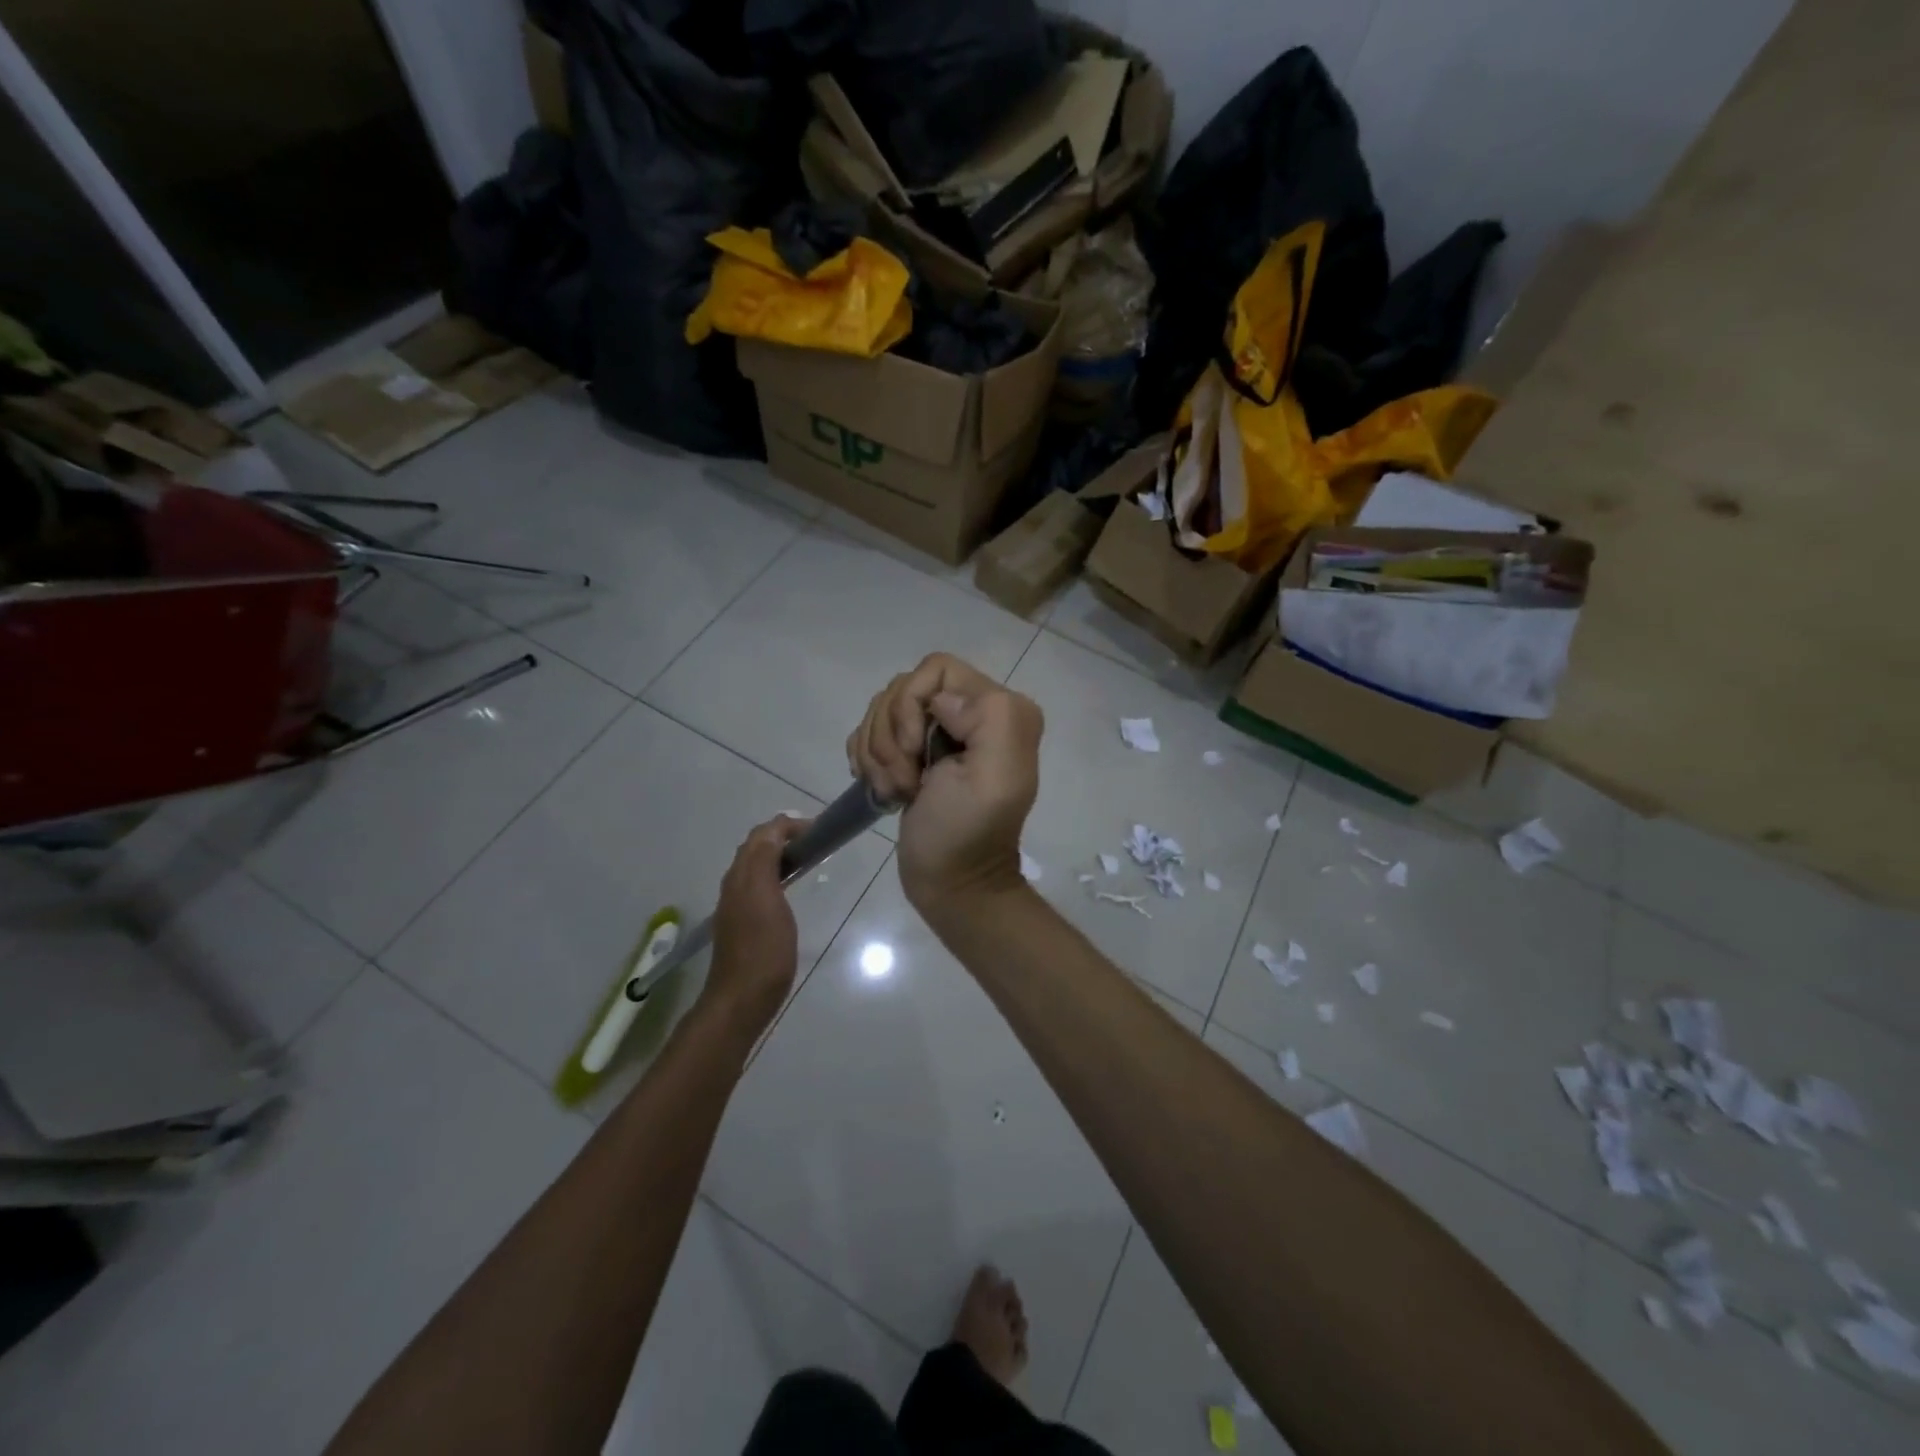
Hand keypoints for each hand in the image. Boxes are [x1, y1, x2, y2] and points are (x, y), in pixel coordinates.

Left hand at [704, 815, 805, 1034]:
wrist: (742, 998)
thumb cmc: (764, 949)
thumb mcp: (768, 898)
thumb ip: (767, 860)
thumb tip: (776, 829)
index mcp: (742, 874)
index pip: (763, 834)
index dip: (789, 825)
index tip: (819, 830)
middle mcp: (735, 883)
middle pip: (756, 846)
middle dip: (783, 836)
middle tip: (816, 843)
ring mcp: (736, 904)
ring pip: (756, 865)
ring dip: (779, 855)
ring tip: (808, 861)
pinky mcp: (742, 922)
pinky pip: (758, 885)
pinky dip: (776, 875)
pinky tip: (790, 889)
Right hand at [847, 653, 1042, 917]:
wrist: (950, 882)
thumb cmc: (967, 833)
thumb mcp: (995, 777)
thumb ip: (987, 718)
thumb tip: (941, 700)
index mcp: (998, 708)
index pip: (935, 669)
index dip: (910, 705)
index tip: (913, 752)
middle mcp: (971, 711)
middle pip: (902, 688)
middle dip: (891, 737)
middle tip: (907, 781)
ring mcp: (937, 732)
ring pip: (882, 710)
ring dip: (878, 754)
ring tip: (898, 790)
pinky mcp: (911, 752)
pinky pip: (870, 732)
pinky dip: (868, 761)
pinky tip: (884, 789)